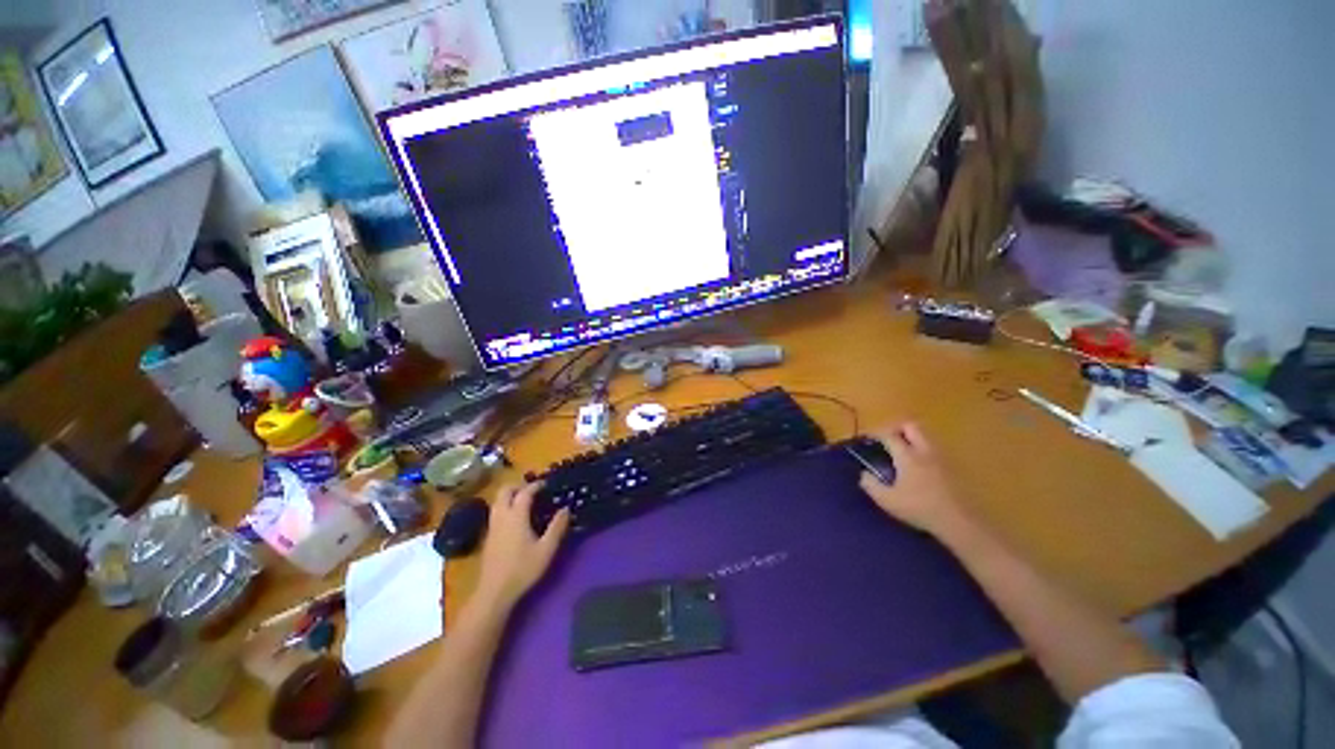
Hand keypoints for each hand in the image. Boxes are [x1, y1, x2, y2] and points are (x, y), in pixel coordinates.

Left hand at [474, 482, 569, 610]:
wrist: (494, 592)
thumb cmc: (523, 569)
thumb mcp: (546, 549)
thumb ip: (557, 527)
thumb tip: (566, 509)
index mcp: (516, 516)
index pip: (525, 492)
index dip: (536, 485)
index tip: (547, 483)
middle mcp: (501, 517)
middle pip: (505, 491)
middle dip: (519, 486)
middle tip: (533, 491)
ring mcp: (492, 526)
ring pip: (497, 501)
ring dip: (510, 496)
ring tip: (525, 502)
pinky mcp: (488, 536)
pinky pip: (495, 512)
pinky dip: (505, 507)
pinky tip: (515, 519)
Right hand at [858, 422, 968, 537]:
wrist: (960, 522)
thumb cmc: (921, 509)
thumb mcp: (888, 501)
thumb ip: (871, 485)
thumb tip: (864, 474)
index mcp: (907, 455)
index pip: (889, 435)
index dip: (876, 434)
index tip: (868, 439)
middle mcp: (925, 450)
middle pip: (911, 426)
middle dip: (897, 428)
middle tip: (887, 439)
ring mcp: (942, 457)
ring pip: (925, 435)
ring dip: (912, 437)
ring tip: (902, 451)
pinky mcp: (953, 466)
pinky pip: (935, 448)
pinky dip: (924, 449)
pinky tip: (920, 465)